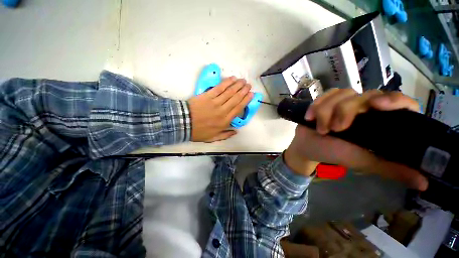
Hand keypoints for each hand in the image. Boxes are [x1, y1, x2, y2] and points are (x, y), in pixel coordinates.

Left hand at [188, 77, 252, 141]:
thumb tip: (236, 131)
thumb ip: (225, 135)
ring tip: (243, 80)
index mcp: (224, 121)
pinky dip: (226, 83)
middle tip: (249, 85)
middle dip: (244, 91)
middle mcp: (222, 111)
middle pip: (236, 99)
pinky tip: (232, 79)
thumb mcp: (213, 138)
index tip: (251, 94)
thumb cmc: (198, 131)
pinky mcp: (207, 96)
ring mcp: (215, 102)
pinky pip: (219, 88)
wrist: (183, 123)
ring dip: (237, 85)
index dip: (246, 100)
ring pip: (229, 92)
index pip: (238, 108)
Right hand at [284, 88, 427, 190]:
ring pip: (342, 94)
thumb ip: (391, 169)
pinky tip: (310, 118)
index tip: (377, 105)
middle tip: (334, 130)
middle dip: (345, 111)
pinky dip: (316, 106)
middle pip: (365, 95)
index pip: (400, 102)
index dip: (394, 100)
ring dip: (326, 112)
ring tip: (320, 129)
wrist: (307, 147)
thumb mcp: (362, 161)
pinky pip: (325, 95)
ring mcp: (344, 103)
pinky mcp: (326, 101)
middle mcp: (365, 109)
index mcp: (379, 122)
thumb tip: (424, 184)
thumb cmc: (333, 153)